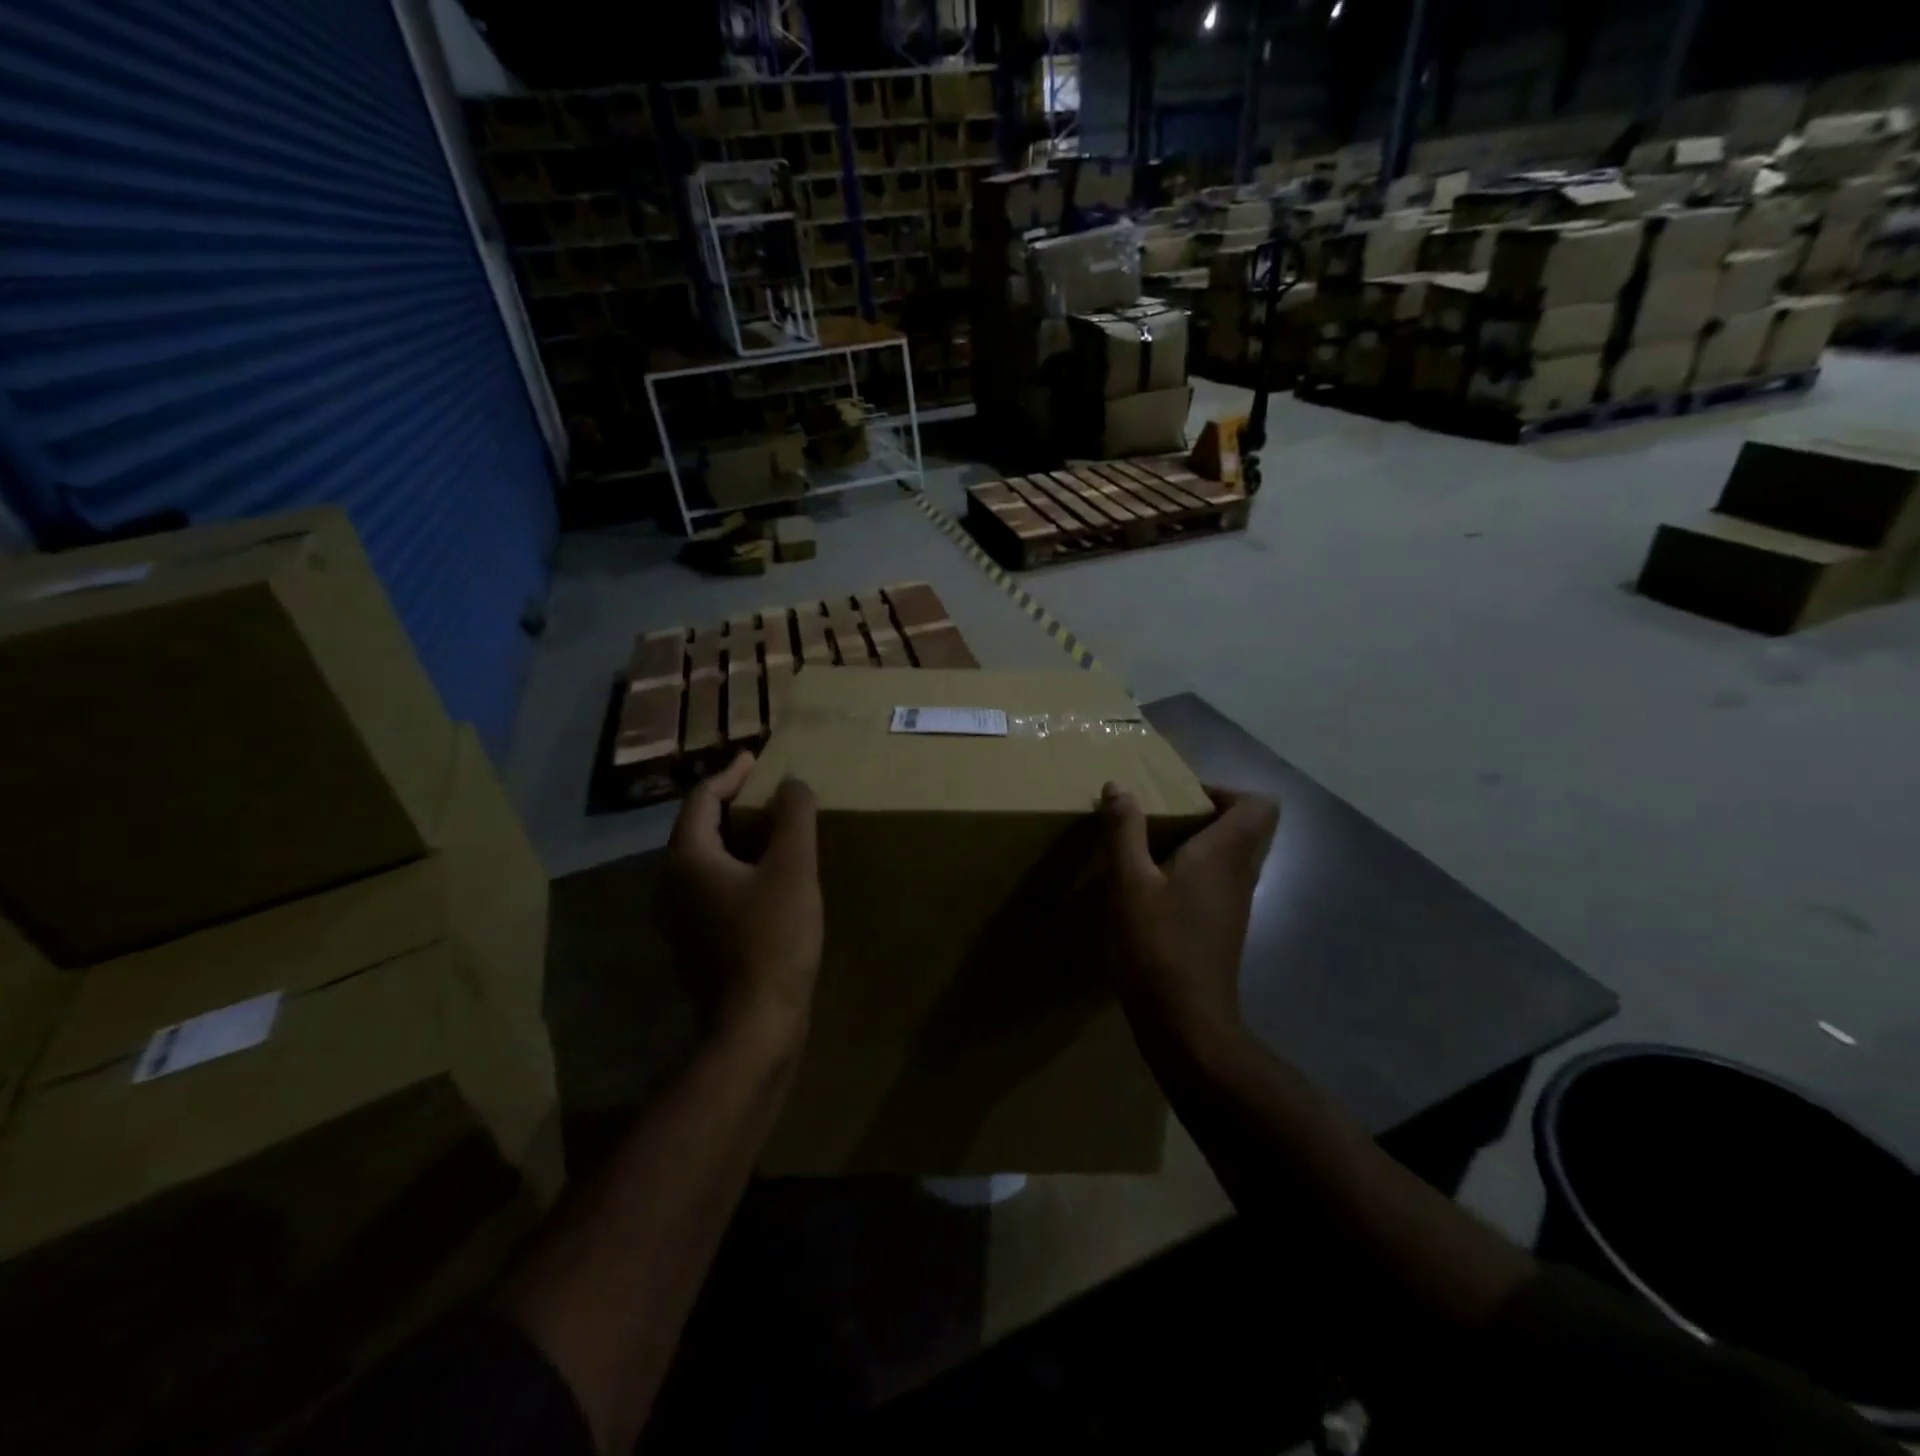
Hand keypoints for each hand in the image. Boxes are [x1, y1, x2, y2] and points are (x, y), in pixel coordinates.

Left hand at [660, 752, 822, 1050]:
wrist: (754, 1025)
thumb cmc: (773, 939)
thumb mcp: (793, 869)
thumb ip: (794, 817)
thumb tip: (792, 783)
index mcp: (687, 858)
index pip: (702, 798)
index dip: (731, 773)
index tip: (758, 758)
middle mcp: (671, 883)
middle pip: (700, 827)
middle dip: (735, 803)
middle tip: (771, 792)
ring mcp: (680, 916)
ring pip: (707, 859)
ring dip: (739, 837)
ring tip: (777, 829)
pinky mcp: (696, 940)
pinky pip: (714, 886)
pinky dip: (739, 867)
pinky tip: (770, 876)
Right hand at [1100, 783, 1278, 1056]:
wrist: (1186, 1023)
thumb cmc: (1158, 945)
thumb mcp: (1128, 882)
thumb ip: (1124, 831)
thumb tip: (1119, 787)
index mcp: (1225, 854)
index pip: (1259, 804)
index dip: (1225, 790)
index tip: (1181, 797)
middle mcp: (1240, 874)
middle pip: (1247, 827)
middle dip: (1206, 813)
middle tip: (1161, 818)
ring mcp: (1235, 904)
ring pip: (1231, 855)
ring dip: (1198, 843)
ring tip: (1150, 848)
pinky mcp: (1223, 927)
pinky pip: (1218, 881)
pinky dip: (1193, 872)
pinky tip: (1153, 889)